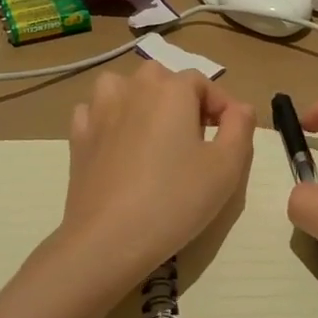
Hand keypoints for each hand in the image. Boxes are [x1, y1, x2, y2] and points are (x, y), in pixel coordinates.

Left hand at [58, 63, 255, 287]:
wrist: (108, 239)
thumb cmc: (174, 200)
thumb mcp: (226, 168)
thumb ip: (240, 128)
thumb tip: (239, 108)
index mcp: (171, 90)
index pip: (203, 83)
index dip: (221, 106)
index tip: (230, 136)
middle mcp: (134, 88)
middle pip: (162, 78)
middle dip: (181, 99)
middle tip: (195, 136)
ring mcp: (100, 110)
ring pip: (122, 85)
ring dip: (139, 98)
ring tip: (152, 130)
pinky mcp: (78, 136)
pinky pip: (94, 111)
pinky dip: (107, 118)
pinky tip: (117, 142)